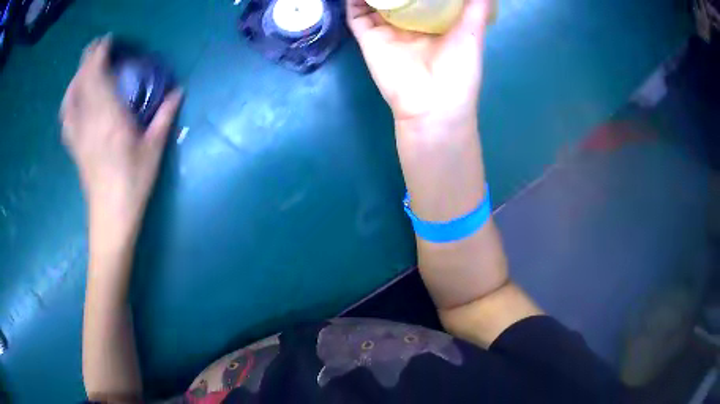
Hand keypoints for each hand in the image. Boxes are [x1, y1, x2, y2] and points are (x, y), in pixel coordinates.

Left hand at [61, 36, 181, 237]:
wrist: (110, 218)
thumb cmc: (133, 185)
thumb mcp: (153, 151)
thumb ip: (164, 117)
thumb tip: (179, 91)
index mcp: (110, 119)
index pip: (98, 77)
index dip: (100, 55)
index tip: (108, 41)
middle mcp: (89, 122)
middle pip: (82, 82)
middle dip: (88, 59)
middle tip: (98, 46)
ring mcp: (78, 135)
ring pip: (70, 97)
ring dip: (76, 77)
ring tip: (85, 68)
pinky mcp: (74, 147)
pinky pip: (66, 117)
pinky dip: (68, 100)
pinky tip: (73, 98)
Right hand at [347, 0, 490, 122]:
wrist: (433, 105)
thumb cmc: (458, 72)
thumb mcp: (473, 34)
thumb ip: (476, 8)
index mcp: (432, 23)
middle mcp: (408, 24)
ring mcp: (386, 30)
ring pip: (374, 2)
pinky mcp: (368, 37)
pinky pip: (356, 14)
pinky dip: (353, 1)